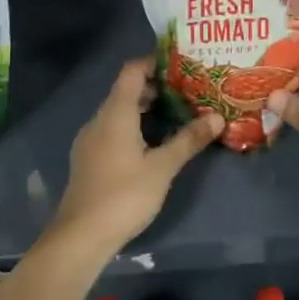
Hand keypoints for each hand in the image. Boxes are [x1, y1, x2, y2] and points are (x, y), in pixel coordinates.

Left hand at [47, 59, 221, 258]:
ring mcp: (90, 141)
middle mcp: (99, 120)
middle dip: (156, 88)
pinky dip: (134, 127)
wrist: (81, 236)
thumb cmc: (124, 195)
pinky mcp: (89, 159)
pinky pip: (113, 130)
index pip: (132, 71)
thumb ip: (189, 140)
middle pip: (126, 91)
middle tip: (189, 91)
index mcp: (115, 114)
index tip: (182, 65)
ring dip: (146, 110)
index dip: (154, 62)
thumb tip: (217, 117)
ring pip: (119, 113)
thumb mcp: (163, 167)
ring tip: (177, 115)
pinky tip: (153, 143)